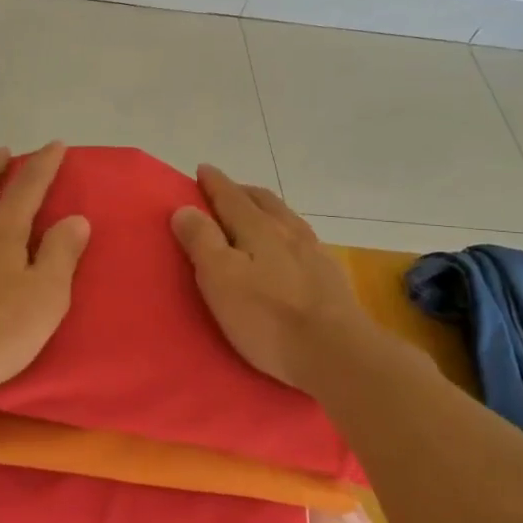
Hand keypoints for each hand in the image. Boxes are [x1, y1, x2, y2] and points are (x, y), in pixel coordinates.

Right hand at [171, 164, 372, 393]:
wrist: (337, 353)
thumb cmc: (268, 316)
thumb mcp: (220, 278)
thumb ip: (201, 241)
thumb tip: (185, 208)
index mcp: (258, 228)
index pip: (231, 196)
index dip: (214, 183)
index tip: (202, 170)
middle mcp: (288, 231)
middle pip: (263, 201)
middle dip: (241, 192)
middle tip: (225, 191)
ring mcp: (314, 253)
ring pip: (285, 218)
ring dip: (266, 210)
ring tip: (254, 216)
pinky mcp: (330, 277)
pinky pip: (302, 241)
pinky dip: (285, 233)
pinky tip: (287, 249)